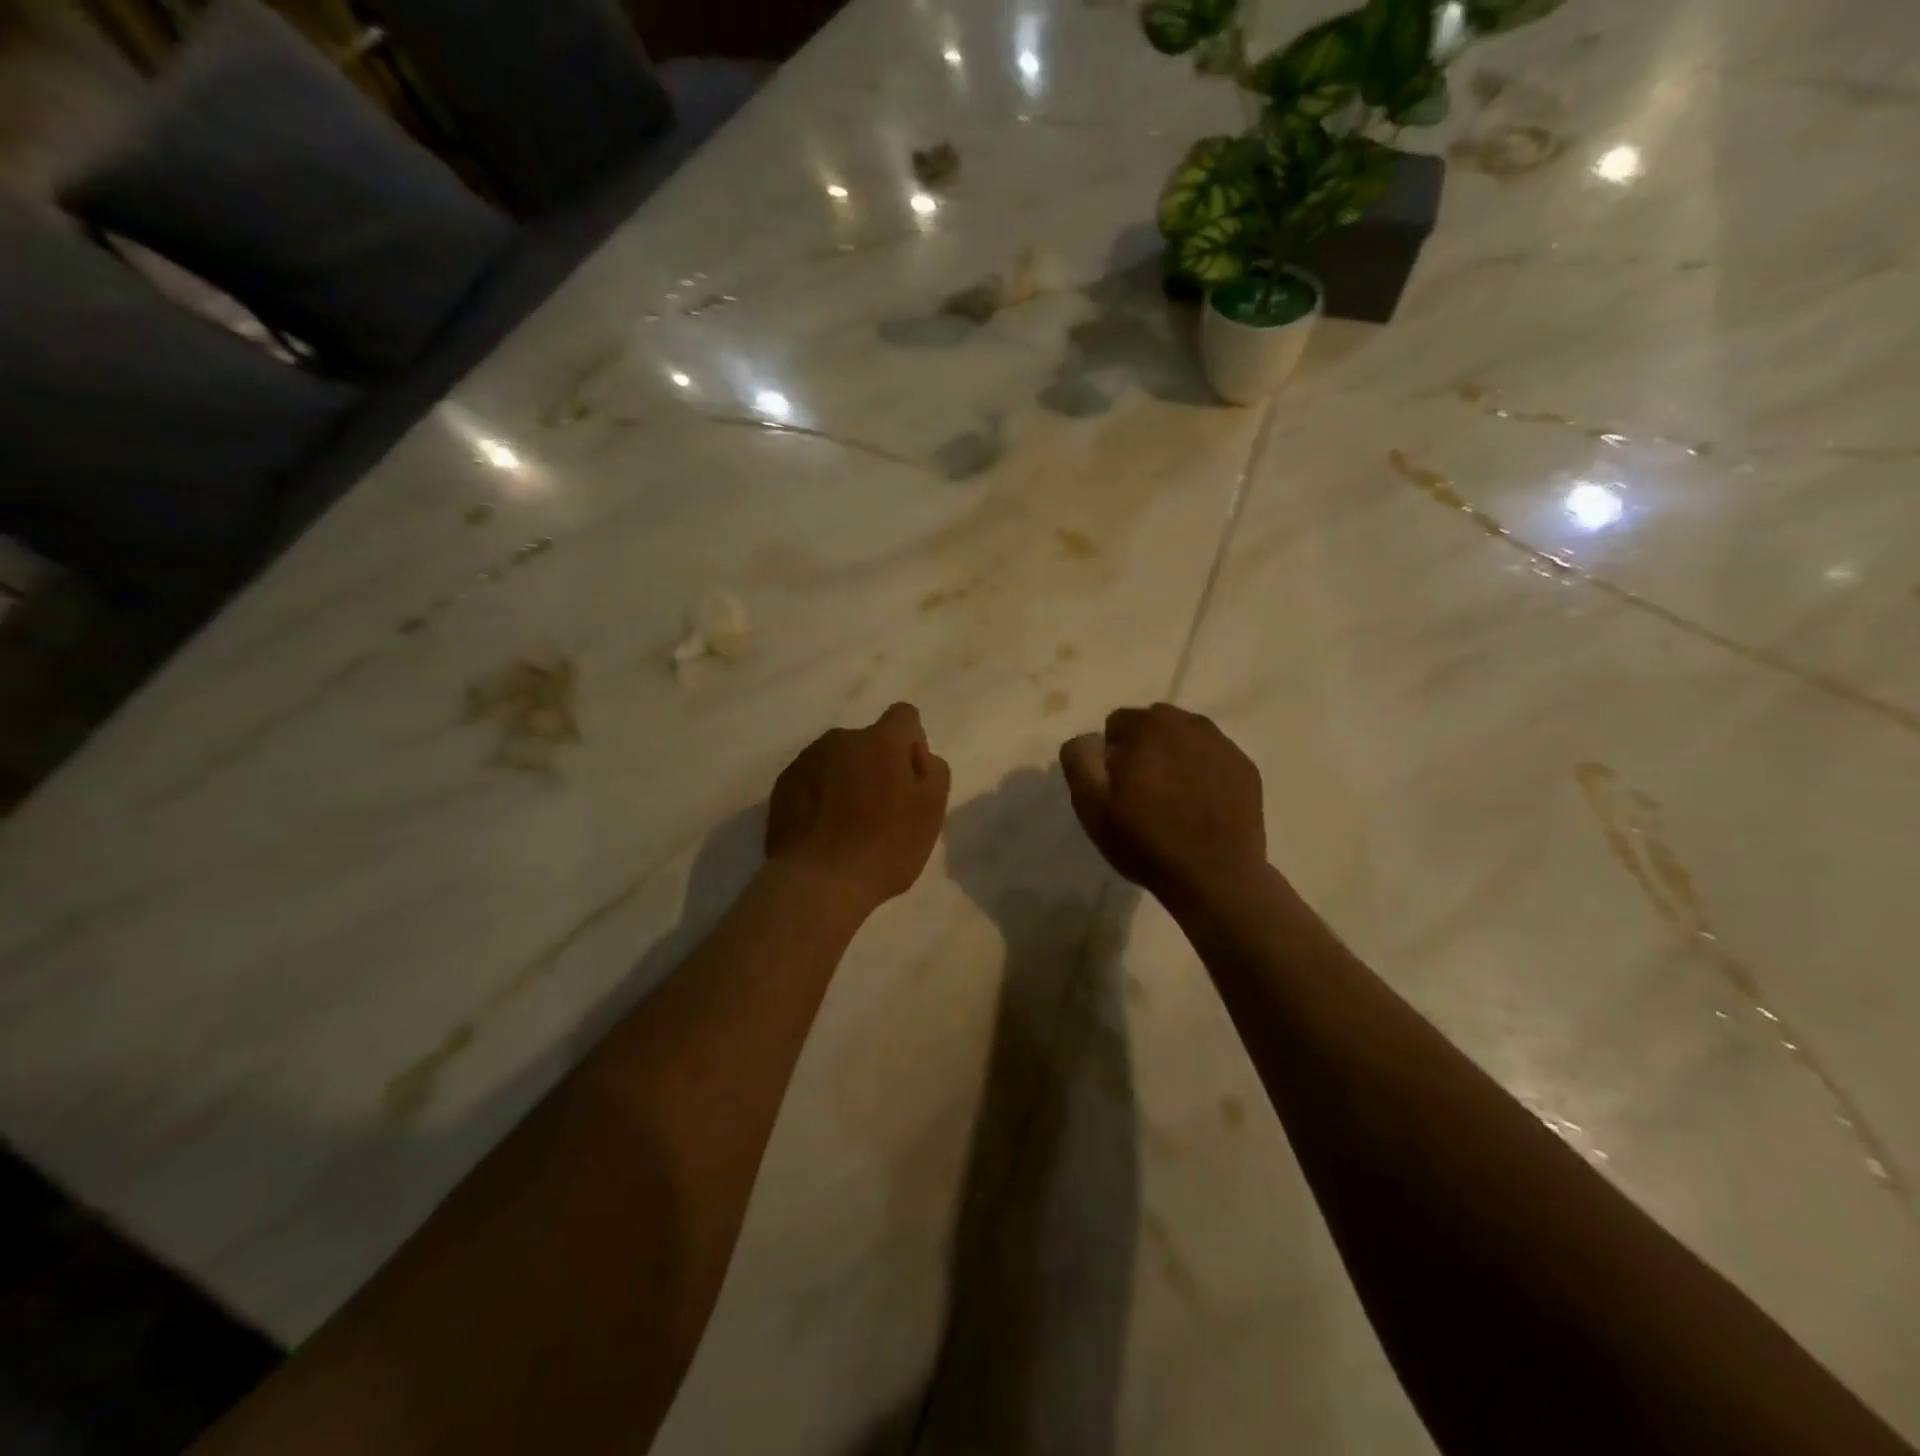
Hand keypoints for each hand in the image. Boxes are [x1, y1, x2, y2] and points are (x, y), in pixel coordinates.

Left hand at [766, 703, 951, 916]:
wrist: (817, 884)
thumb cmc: (884, 848)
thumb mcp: (932, 811)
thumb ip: (933, 770)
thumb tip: (918, 756)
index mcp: (880, 741)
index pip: (904, 716)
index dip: (912, 745)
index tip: (910, 781)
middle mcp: (840, 739)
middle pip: (869, 741)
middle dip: (878, 764)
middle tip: (882, 810)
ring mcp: (806, 761)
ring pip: (838, 760)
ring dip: (848, 779)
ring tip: (849, 824)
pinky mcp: (782, 786)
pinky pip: (812, 780)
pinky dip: (821, 796)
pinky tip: (825, 831)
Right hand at [1060, 704, 1265, 903]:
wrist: (1216, 877)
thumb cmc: (1147, 842)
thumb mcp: (1092, 807)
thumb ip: (1080, 761)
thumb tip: (1087, 739)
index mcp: (1148, 726)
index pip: (1117, 723)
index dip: (1111, 755)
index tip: (1116, 787)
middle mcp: (1189, 724)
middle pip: (1154, 725)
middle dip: (1144, 749)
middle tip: (1142, 792)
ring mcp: (1223, 745)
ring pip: (1186, 739)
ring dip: (1174, 757)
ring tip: (1173, 799)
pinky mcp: (1245, 768)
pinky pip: (1213, 758)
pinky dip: (1203, 772)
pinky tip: (1200, 806)